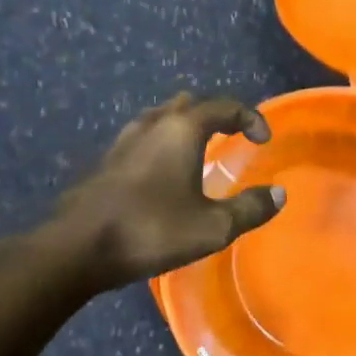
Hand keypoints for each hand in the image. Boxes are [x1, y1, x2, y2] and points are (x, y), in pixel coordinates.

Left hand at [34, 93, 285, 286]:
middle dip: (214, 116)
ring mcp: (123, 141)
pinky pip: (141, 138)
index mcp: (183, 129)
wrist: (75, 250)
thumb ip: (250, 209)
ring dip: (182, 126)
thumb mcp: (212, 227)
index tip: (263, 140)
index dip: (251, 118)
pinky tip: (160, 171)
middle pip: (189, 105)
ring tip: (195, 148)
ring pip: (160, 118)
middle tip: (229, 135)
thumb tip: (279, 194)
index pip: (226, 107)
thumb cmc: (151, 230)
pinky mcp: (104, 163)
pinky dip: (159, 144)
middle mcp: (153, 124)